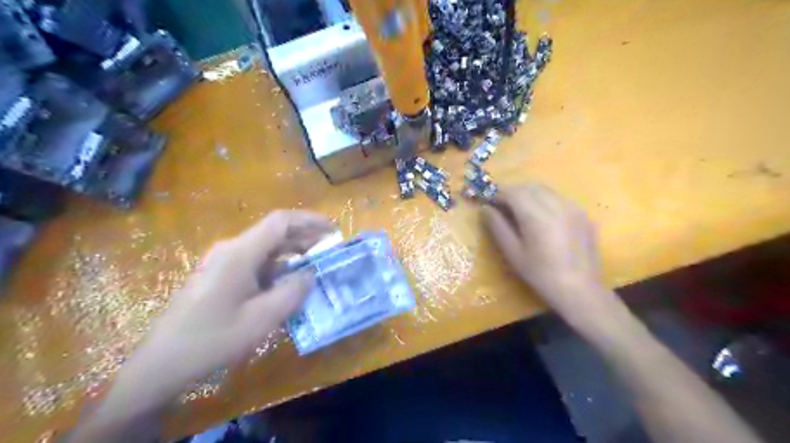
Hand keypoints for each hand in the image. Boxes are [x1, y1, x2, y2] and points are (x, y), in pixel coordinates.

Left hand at [111, 212, 331, 407]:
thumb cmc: (214, 338)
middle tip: (329, 250)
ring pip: (265, 248)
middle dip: (304, 237)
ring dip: (292, 253)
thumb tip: (310, 273)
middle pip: (274, 232)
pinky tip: (288, 282)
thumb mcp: (263, 318)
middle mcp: (231, 249)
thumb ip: (293, 291)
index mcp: (240, 253)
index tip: (333, 230)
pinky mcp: (219, 275)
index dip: (310, 220)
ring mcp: (223, 262)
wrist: (162, 363)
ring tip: (315, 265)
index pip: (281, 222)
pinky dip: (277, 266)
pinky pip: (255, 262)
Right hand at [478, 184, 612, 320]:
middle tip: (503, 206)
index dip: (498, 194)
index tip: (489, 202)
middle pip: (530, 187)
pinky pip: (559, 198)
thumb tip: (485, 209)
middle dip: (513, 192)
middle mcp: (556, 205)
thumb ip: (498, 227)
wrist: (579, 290)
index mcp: (536, 215)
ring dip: (529, 194)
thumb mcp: (513, 253)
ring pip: (546, 190)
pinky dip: (545, 200)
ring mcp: (573, 208)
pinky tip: (543, 217)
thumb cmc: (540, 274)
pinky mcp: (583, 214)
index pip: (513, 192)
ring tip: (521, 210)